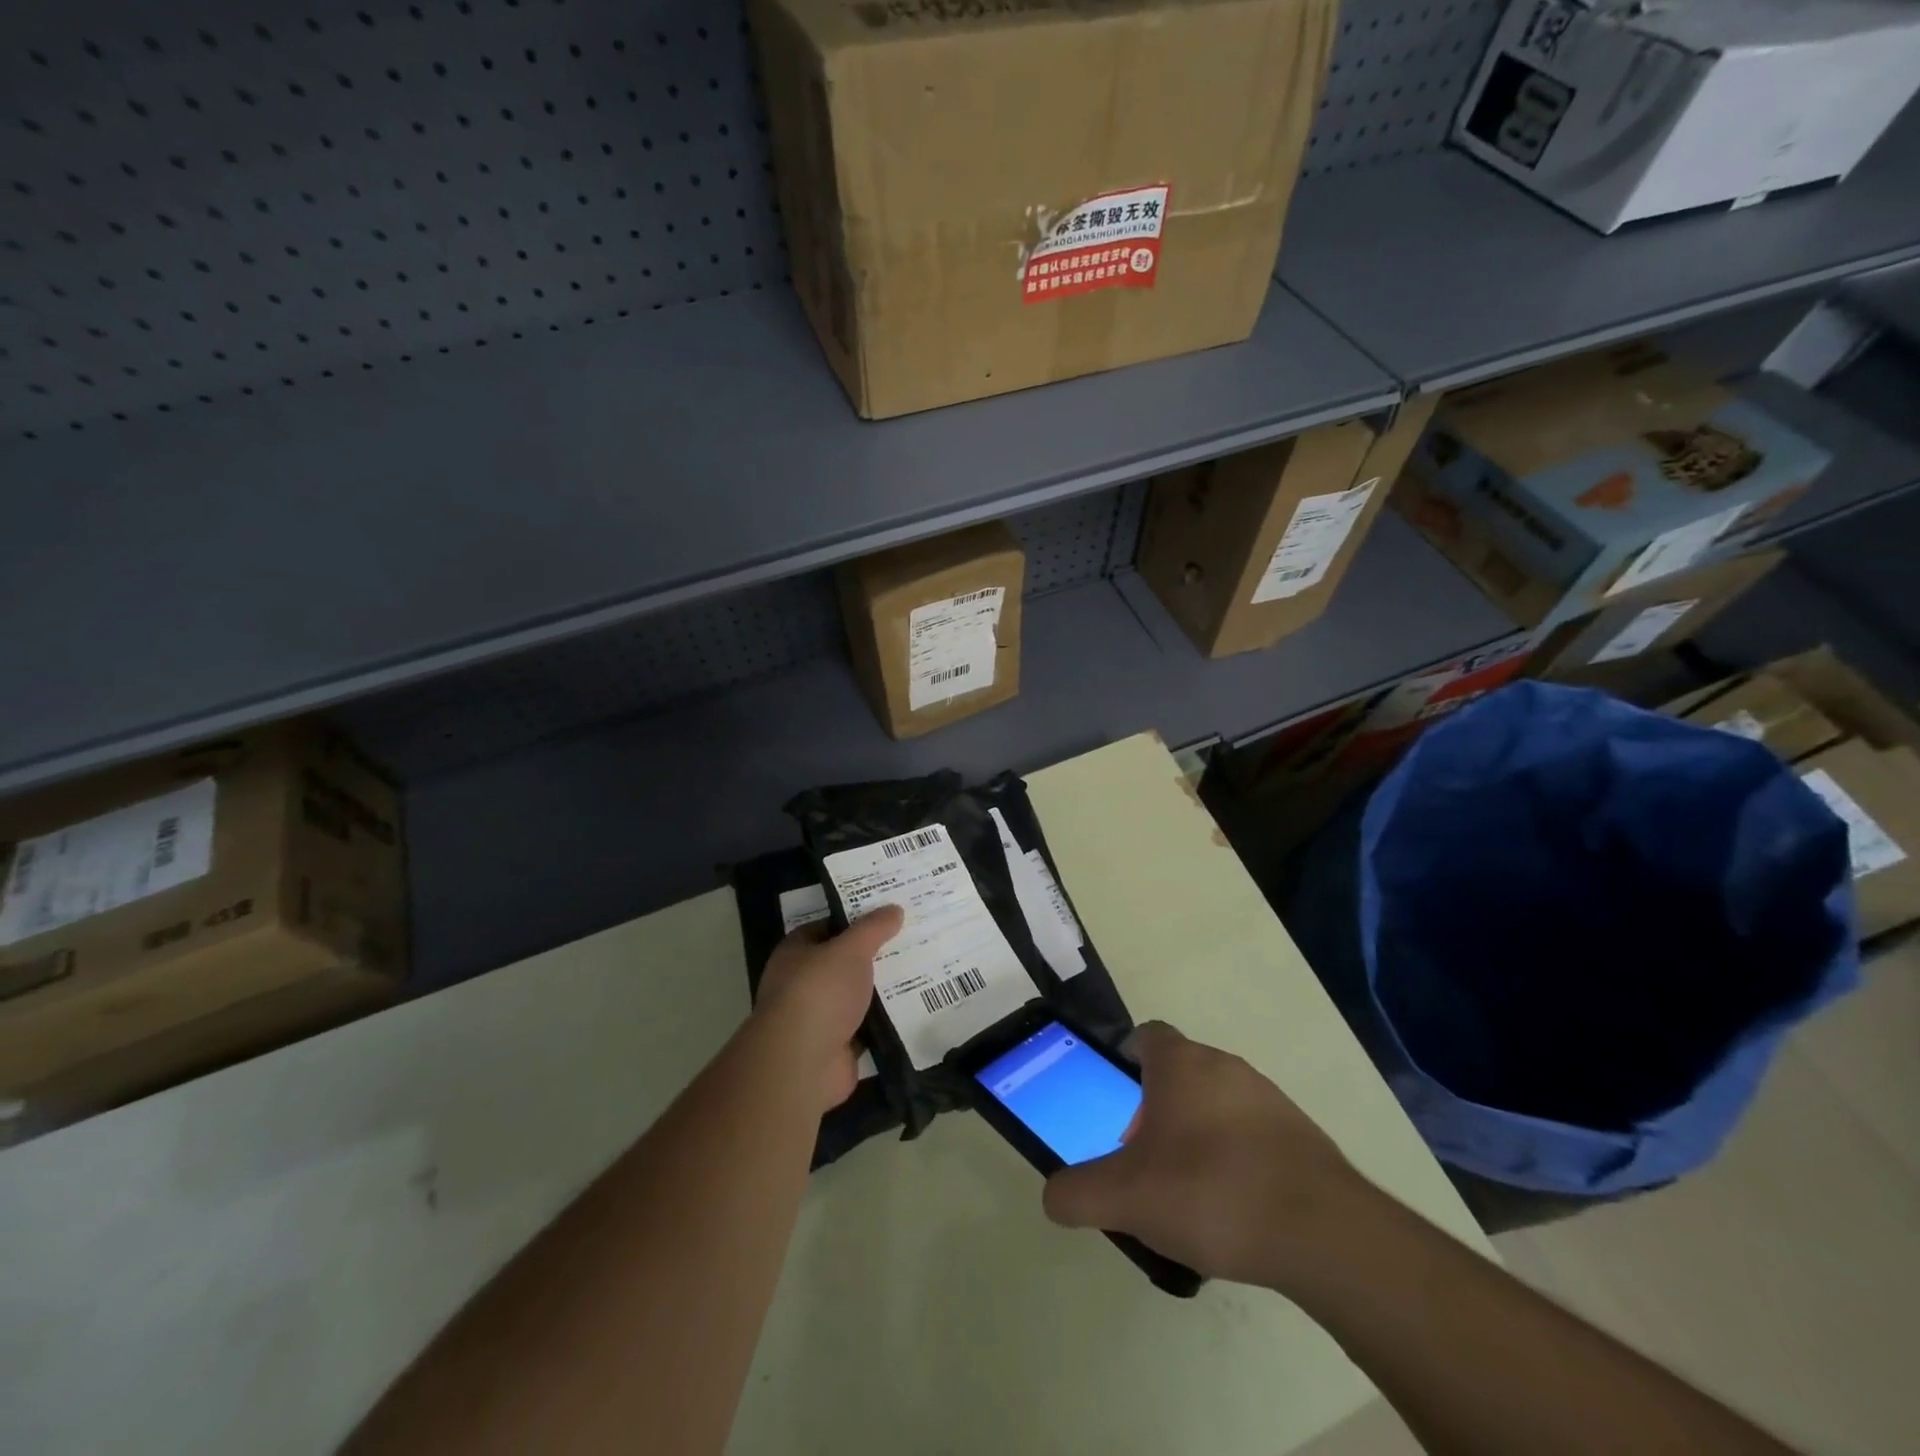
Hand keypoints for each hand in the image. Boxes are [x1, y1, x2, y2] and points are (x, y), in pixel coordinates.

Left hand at [756, 906, 902, 1112]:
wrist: (804, 1062)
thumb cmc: (820, 992)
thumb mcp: (850, 949)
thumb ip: (873, 929)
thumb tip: (894, 909)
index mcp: (796, 953)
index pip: (827, 928)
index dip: (855, 920)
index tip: (888, 914)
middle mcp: (803, 983)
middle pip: (844, 963)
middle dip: (874, 955)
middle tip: (912, 940)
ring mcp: (820, 1018)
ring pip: (858, 996)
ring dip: (883, 989)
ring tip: (922, 970)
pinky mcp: (838, 1046)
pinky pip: (868, 1027)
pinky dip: (887, 1021)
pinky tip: (916, 1008)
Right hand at [1042, 1023, 1374, 1292]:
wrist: (1323, 1233)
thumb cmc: (1210, 1192)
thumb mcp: (1125, 1198)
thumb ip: (1078, 1194)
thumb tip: (1053, 1196)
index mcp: (1180, 1064)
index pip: (1146, 1035)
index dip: (1126, 1058)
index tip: (1116, 1095)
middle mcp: (1224, 1065)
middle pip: (1179, 1072)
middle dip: (1156, 1107)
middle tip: (1143, 1157)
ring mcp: (1268, 1098)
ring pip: (1217, 1103)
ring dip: (1197, 1132)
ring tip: (1187, 1191)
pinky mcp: (1300, 1135)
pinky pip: (1253, 1133)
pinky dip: (1236, 1157)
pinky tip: (1233, 1208)